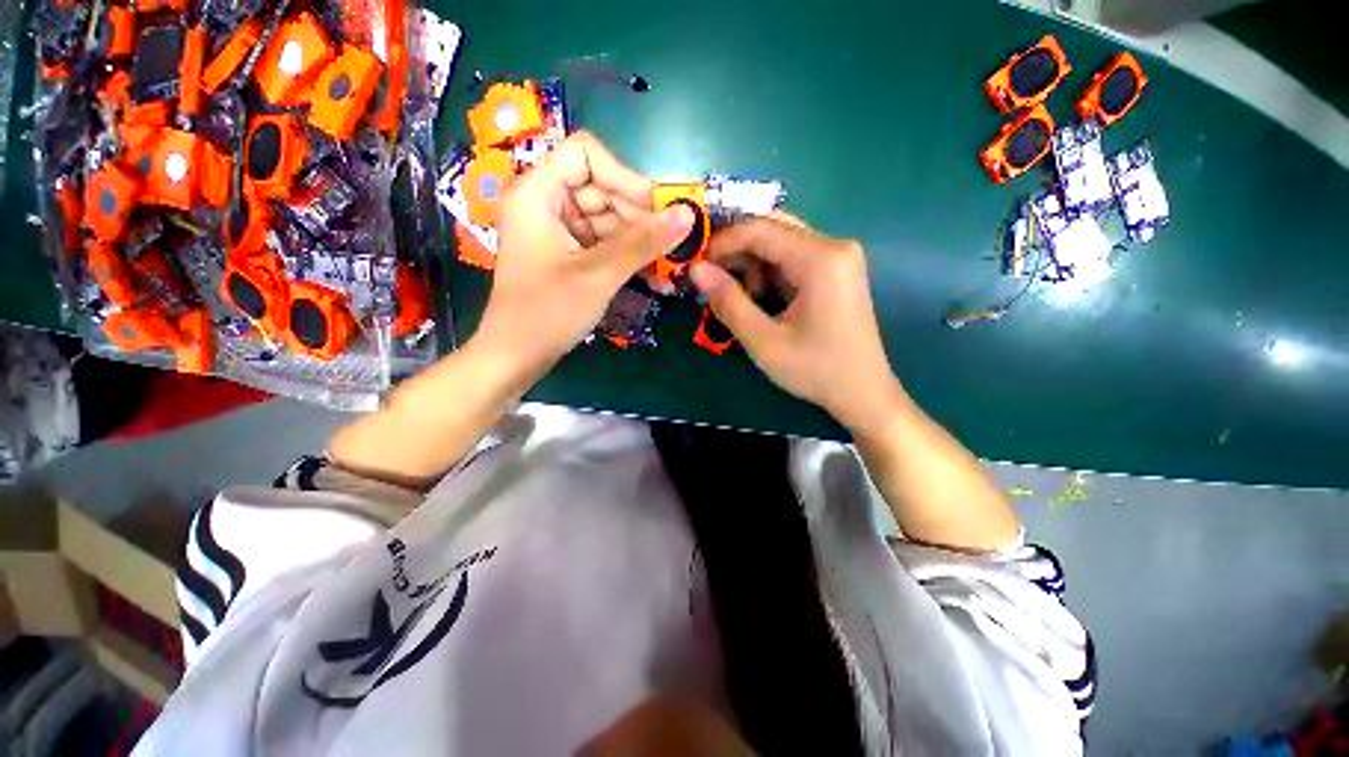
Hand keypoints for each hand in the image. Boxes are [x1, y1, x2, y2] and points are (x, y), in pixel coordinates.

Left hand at [473, 132, 694, 383]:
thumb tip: (687, 214)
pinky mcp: (566, 254)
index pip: (586, 154)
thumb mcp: (599, 274)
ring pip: (606, 217)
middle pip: (601, 187)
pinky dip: (626, 255)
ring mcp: (556, 230)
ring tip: (667, 264)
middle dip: (637, 215)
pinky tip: (653, 273)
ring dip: (638, 239)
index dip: (624, 177)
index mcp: (538, 192)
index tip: (655, 210)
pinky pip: (602, 242)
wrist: (517, 355)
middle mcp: (545, 203)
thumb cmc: (548, 311)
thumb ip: (644, 242)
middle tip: (669, 244)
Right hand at [688, 216, 905, 433]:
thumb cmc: (815, 369)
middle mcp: (834, 246)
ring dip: (753, 265)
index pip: (760, 229)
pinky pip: (794, 257)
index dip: (722, 242)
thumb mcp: (763, 341)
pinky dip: (770, 273)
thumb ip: (728, 302)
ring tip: (743, 300)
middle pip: (772, 229)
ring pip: (781, 242)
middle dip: (737, 253)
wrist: (863, 392)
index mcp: (820, 258)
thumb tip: (696, 270)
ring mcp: (839, 256)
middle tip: (713, 282)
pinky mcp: (838, 270)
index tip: (696, 265)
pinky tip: (764, 300)